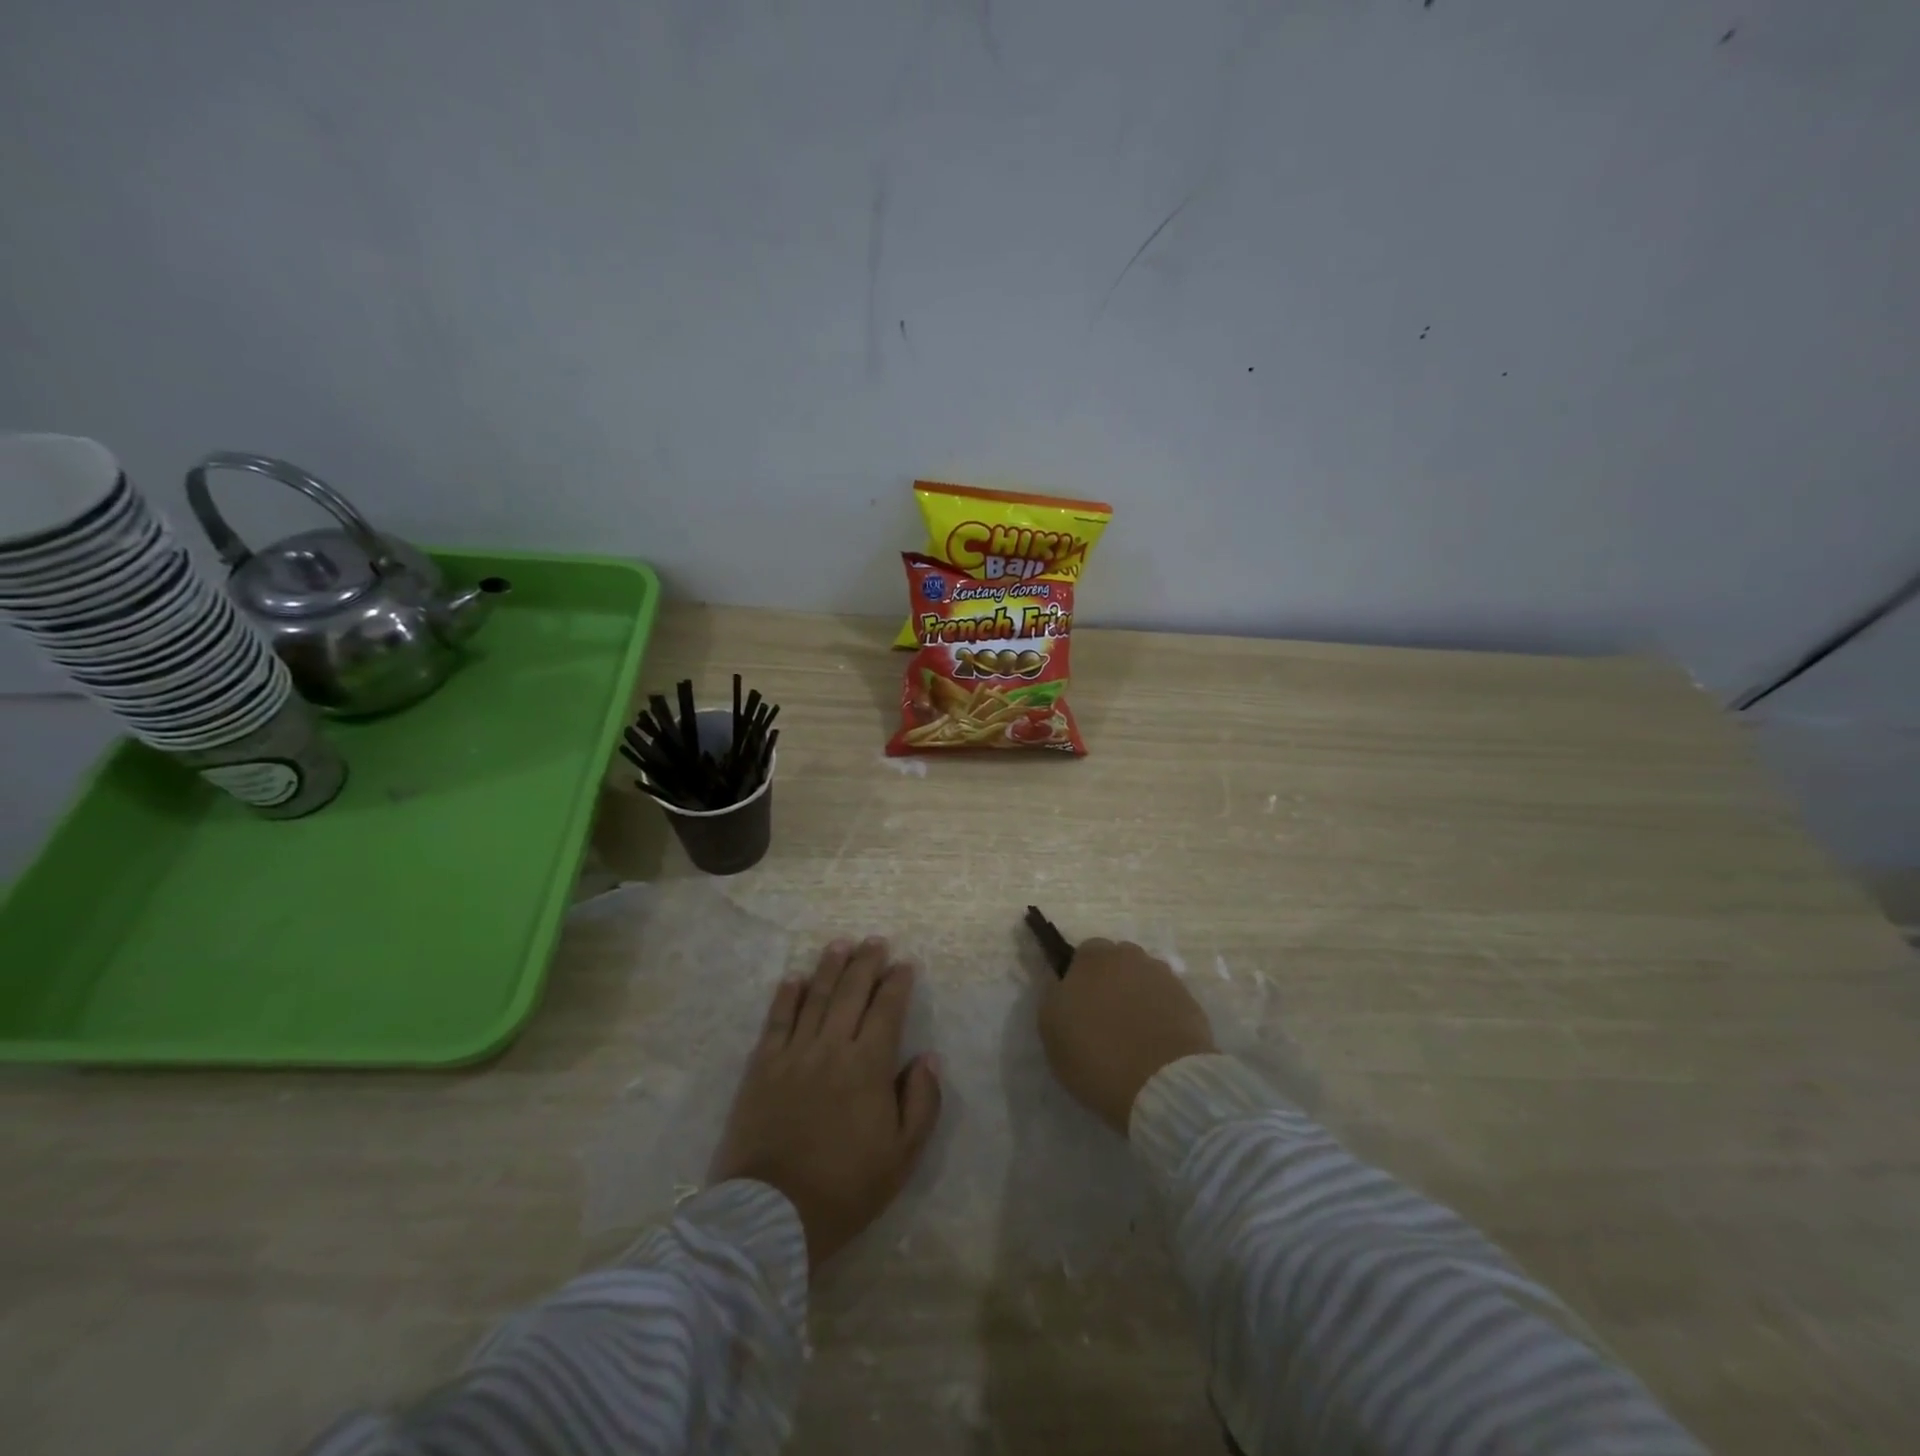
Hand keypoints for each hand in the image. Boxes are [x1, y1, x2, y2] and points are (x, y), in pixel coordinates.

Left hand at [708, 937, 942, 1270]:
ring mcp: (793, 1054)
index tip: (905, 964)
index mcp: (869, 1066)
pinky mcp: (761, 1067)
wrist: (772, 1215)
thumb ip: (922, 1102)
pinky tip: (793, 978)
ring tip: (841, 944)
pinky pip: (776, 1020)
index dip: (897, 983)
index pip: (887, 1009)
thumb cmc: (845, 1188)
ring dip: (829, 967)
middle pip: (851, 992)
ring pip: (815, 997)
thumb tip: (928, 1057)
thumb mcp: (902, 1156)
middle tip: (875, 942)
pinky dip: (786, 995)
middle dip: (866, 963)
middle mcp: (832, 1047)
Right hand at [1038, 939, 1215, 1133]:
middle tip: (1104, 1017)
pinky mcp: (1190, 1002)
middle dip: (1111, 981)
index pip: (1084, 953)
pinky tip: (1156, 1042)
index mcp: (1094, 957)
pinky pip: (1167, 1001)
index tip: (1078, 1004)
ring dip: (1137, 996)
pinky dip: (1161, 1014)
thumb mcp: (1051, 1029)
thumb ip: (1052, 995)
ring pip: (1144, 979)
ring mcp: (1164, 977)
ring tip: (1134, 1033)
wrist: (1162, 1083)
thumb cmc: (1095, 1054)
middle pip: (1117, 962)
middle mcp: (1130, 957)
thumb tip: (1059, 980)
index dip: (1080, 977)